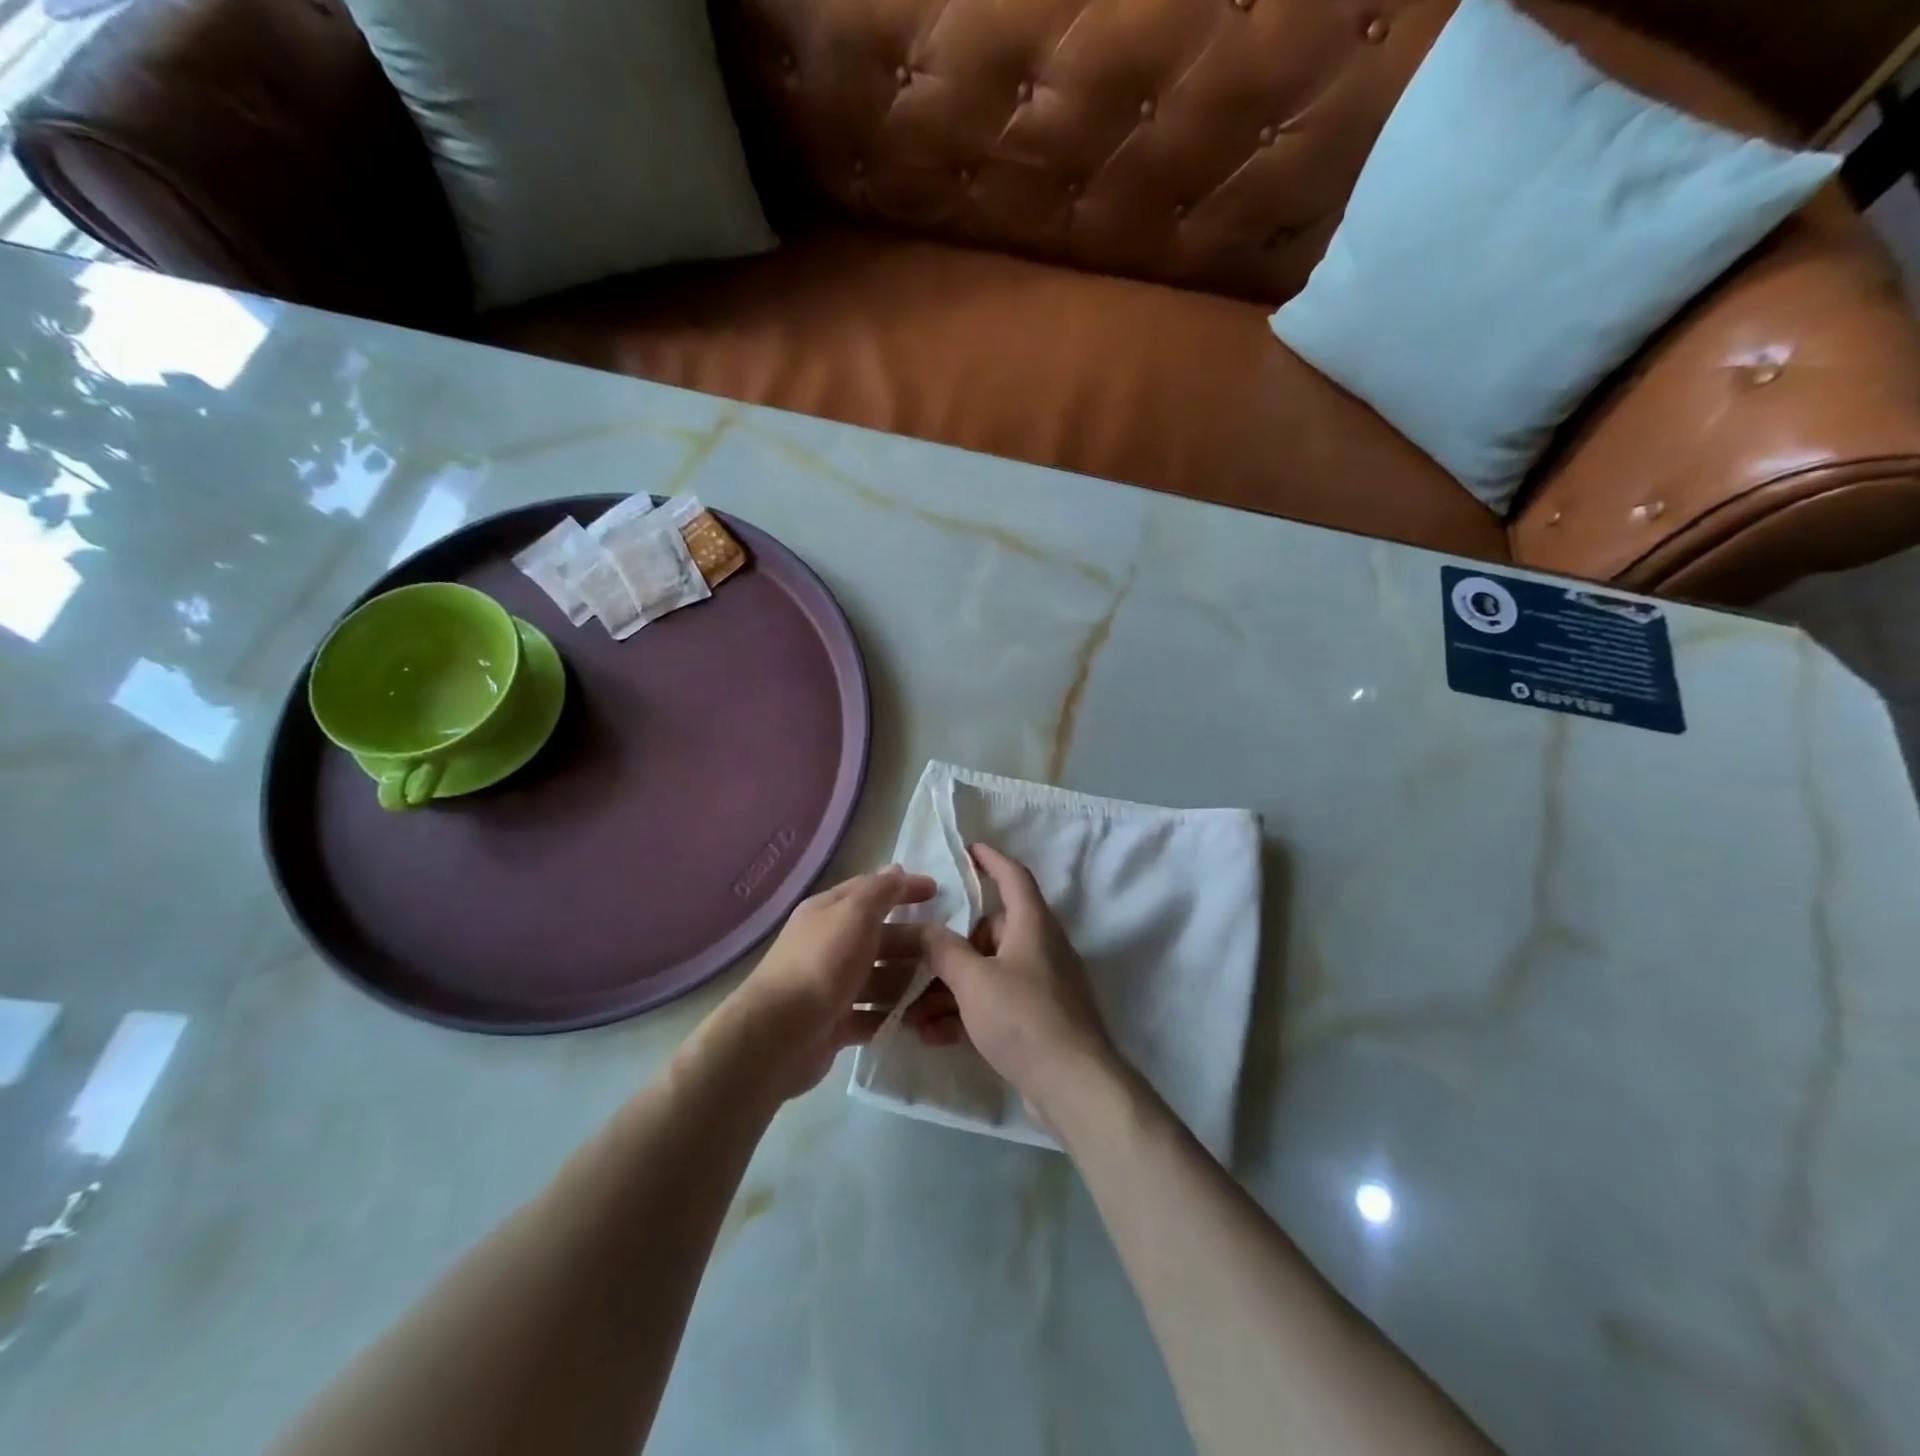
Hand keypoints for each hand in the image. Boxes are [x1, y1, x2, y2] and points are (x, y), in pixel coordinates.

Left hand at [717, 865, 935, 1100]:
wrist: (777, 1036)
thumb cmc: (822, 965)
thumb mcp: (855, 914)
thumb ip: (880, 891)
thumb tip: (897, 870)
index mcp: (829, 912)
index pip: (872, 891)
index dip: (904, 888)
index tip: (938, 892)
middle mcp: (828, 944)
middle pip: (880, 937)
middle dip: (913, 942)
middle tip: (949, 952)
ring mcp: (831, 986)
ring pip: (878, 977)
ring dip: (907, 982)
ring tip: (941, 991)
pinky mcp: (834, 1023)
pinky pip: (871, 1014)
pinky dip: (891, 1015)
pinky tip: (916, 1020)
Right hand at [915, 844, 1119, 1120]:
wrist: (1073, 1084)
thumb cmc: (1023, 1017)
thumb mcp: (973, 980)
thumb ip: (944, 950)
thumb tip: (925, 928)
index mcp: (1032, 924)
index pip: (1013, 876)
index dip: (991, 859)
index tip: (968, 849)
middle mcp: (1040, 946)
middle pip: (991, 931)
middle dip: (951, 950)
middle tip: (917, 964)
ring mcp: (1042, 984)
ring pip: (988, 973)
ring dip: (950, 990)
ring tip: (912, 1015)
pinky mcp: (1039, 1018)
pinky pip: (996, 1003)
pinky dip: (967, 1014)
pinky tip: (934, 1037)